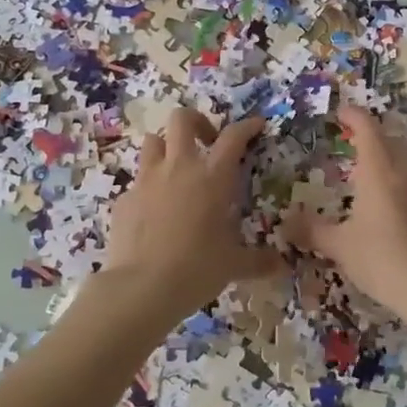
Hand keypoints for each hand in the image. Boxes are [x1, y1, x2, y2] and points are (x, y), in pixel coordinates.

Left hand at [101, 109, 280, 317]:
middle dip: (197, 122)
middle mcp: (179, 167)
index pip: (233, 136)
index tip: (256, 125)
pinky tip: (154, 212)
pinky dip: (148, 188)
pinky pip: (137, 182)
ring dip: (166, 148)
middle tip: (207, 143)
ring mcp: (146, 180)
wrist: (141, 288)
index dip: (247, 126)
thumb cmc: (196, 269)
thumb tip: (282, 265)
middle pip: (182, 118)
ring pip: (153, 141)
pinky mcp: (124, 199)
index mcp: (212, 177)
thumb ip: (259, 261)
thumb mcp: (234, 265)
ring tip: (176, 170)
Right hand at [284, 106, 406, 322]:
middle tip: (352, 143)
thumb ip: (311, 230)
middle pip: (390, 140)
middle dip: (372, 136)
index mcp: (379, 171)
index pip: (367, 128)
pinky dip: (406, 181)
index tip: (341, 113)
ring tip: (374, 173)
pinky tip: (399, 204)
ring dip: (391, 157)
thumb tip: (284, 223)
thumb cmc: (381, 261)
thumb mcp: (340, 246)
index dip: (353, 115)